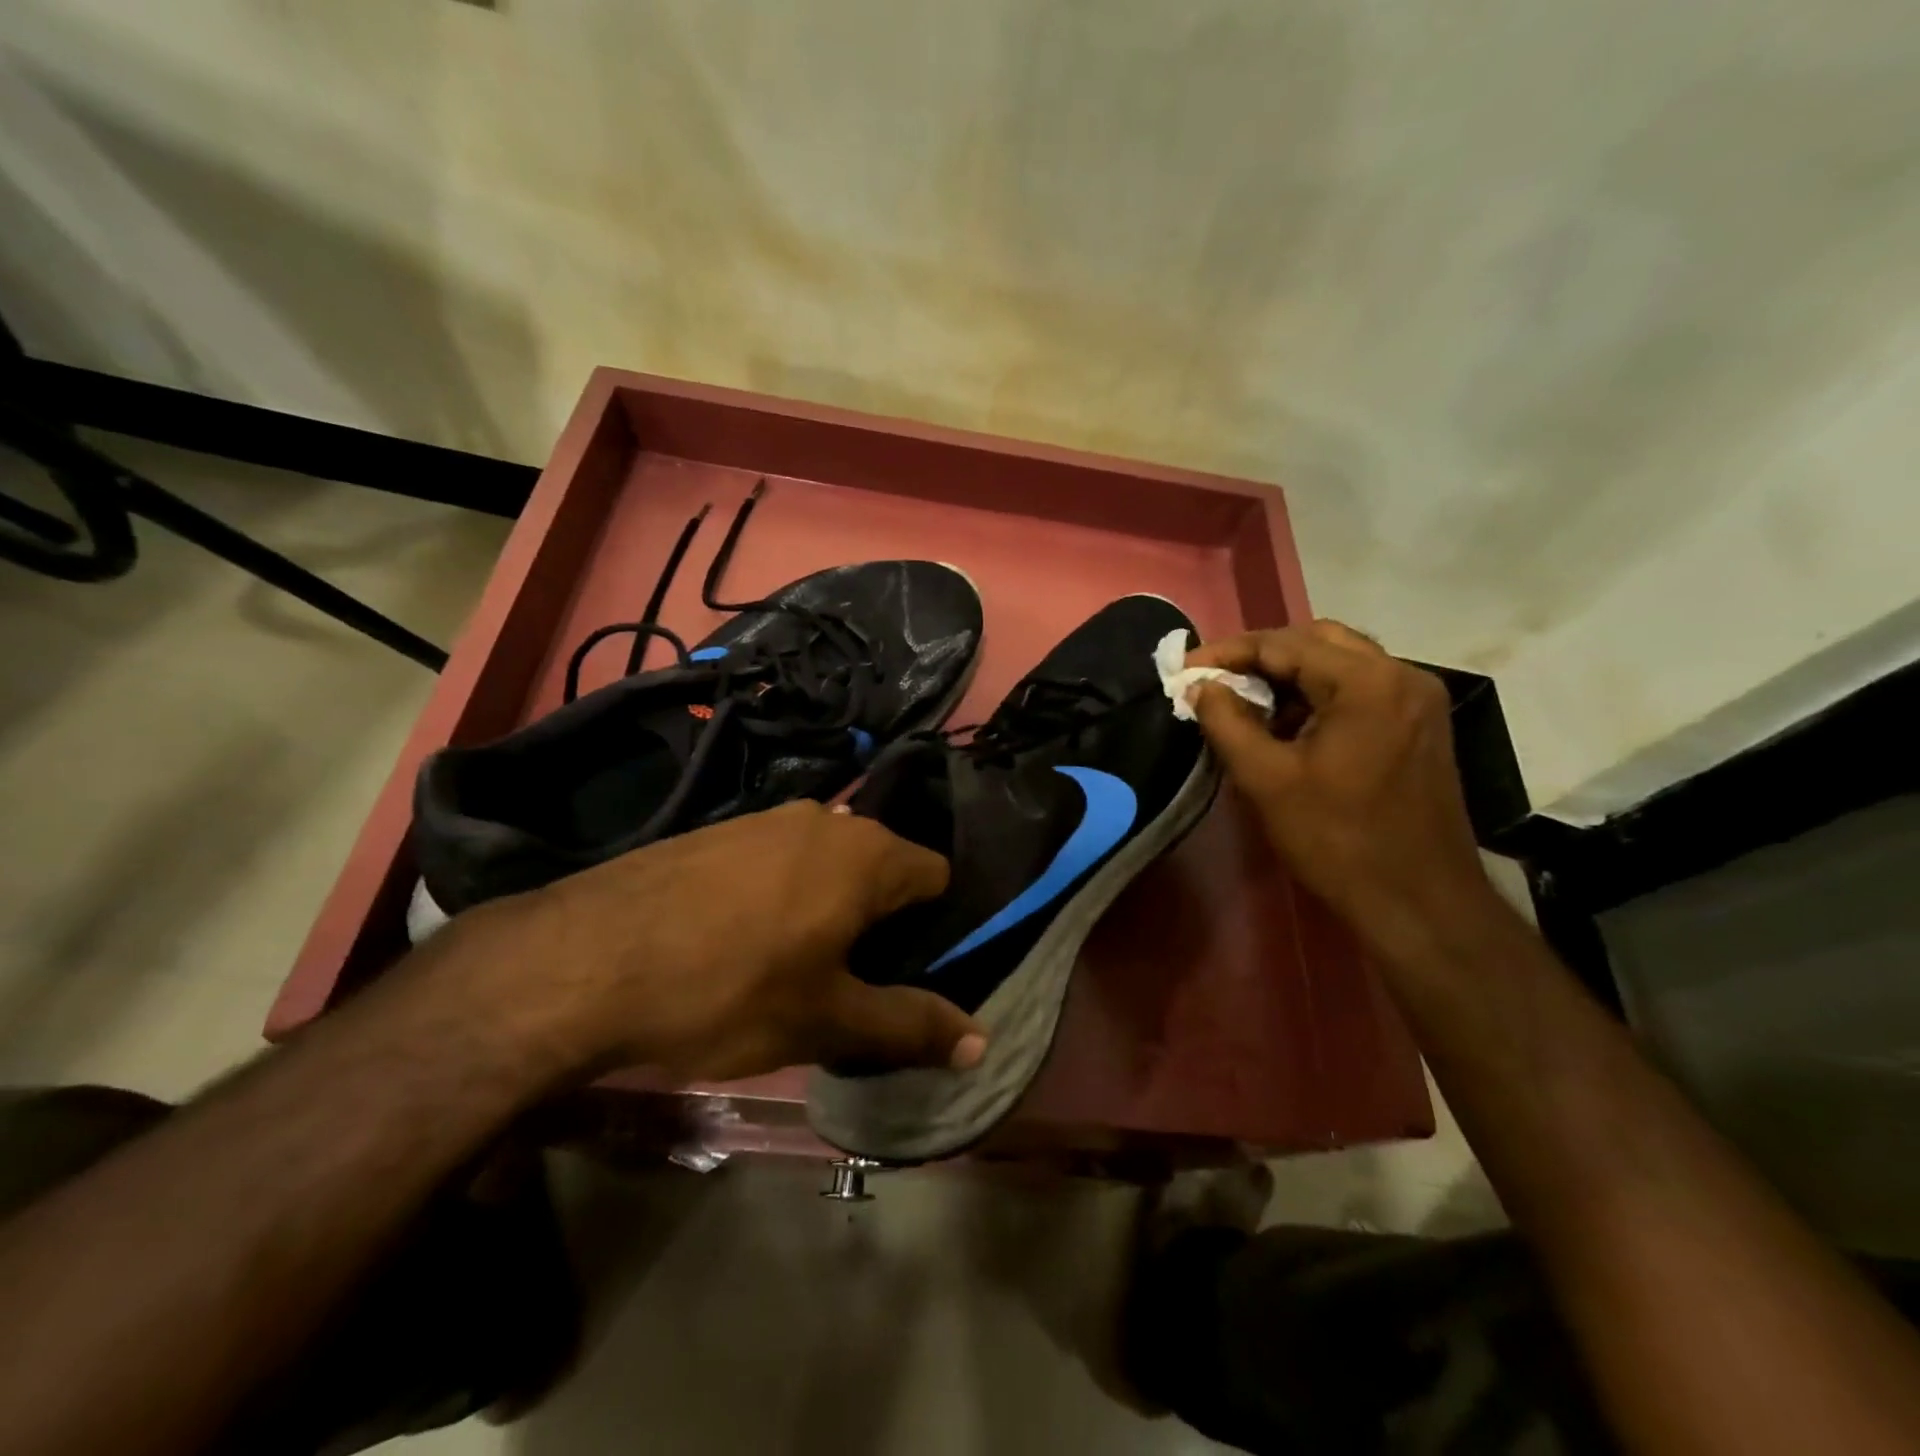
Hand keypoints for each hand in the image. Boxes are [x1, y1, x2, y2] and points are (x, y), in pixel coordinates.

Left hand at [428, 802, 985, 1083]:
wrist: (584, 959)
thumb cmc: (728, 989)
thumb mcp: (827, 1021)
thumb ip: (909, 1026)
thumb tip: (982, 1042)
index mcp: (867, 853)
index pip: (937, 877)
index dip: (934, 928)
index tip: (906, 974)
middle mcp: (827, 818)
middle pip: (883, 868)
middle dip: (881, 921)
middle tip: (852, 980)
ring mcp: (767, 818)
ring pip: (828, 864)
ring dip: (829, 908)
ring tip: (795, 965)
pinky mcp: (720, 830)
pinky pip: (779, 860)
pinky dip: (782, 895)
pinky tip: (741, 941)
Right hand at [1186, 621, 1497, 956]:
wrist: (1420, 903)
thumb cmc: (1338, 840)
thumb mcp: (1266, 780)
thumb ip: (1225, 721)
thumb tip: (1198, 685)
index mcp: (1367, 682)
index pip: (1284, 643)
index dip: (1227, 652)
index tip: (1184, 668)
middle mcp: (1401, 675)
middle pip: (1317, 640)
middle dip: (1260, 655)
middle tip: (1215, 680)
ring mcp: (1417, 699)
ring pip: (1340, 661)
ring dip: (1290, 673)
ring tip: (1245, 700)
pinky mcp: (1420, 724)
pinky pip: (1360, 687)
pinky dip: (1318, 693)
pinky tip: (1288, 723)